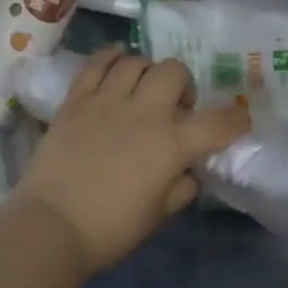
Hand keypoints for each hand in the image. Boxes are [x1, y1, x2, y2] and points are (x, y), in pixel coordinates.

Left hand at [12, 47, 251, 272]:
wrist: (51, 226)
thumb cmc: (111, 228)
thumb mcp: (159, 214)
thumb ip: (182, 187)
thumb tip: (190, 170)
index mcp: (171, 144)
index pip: (218, 122)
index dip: (235, 120)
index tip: (236, 123)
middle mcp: (143, 112)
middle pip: (174, 71)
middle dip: (183, 85)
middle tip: (175, 108)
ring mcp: (106, 101)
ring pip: (136, 62)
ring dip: (148, 72)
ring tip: (143, 89)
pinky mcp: (76, 100)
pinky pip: (96, 64)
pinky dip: (111, 58)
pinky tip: (116, 63)